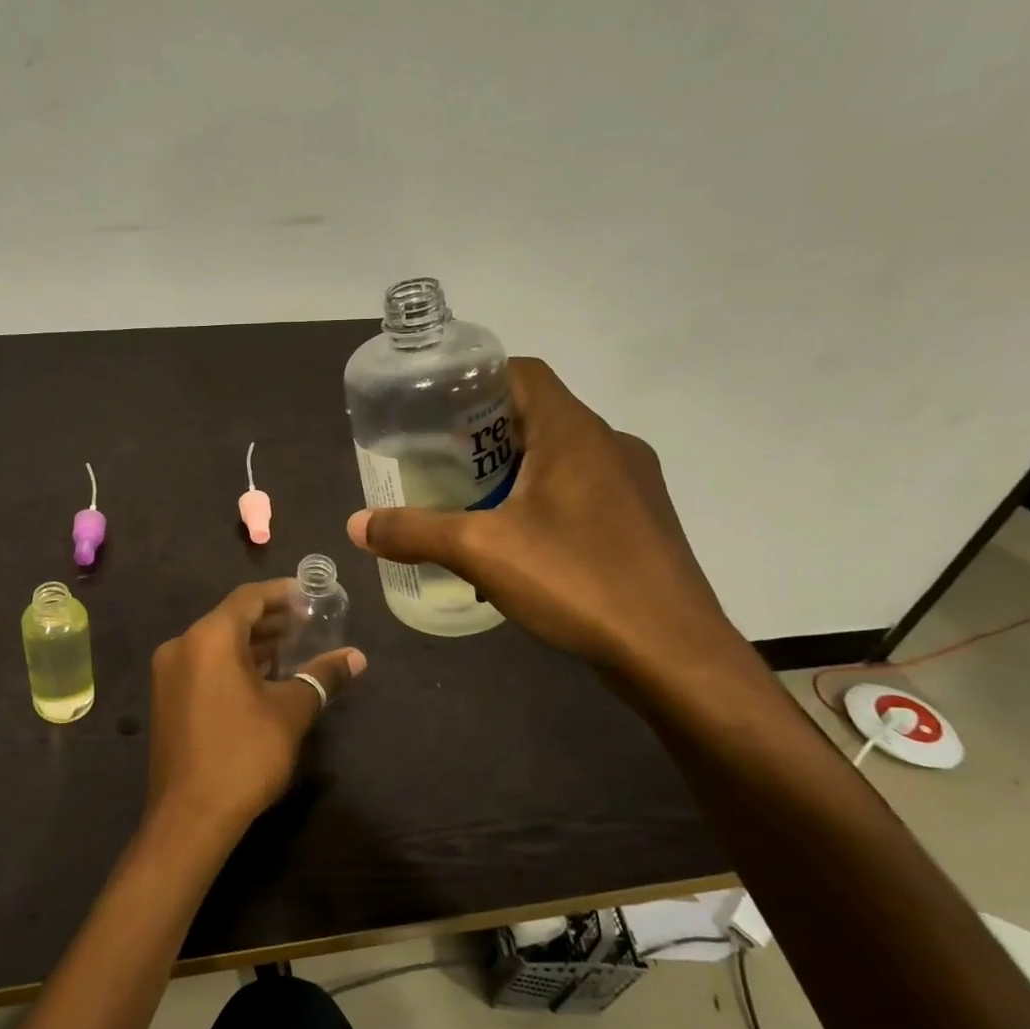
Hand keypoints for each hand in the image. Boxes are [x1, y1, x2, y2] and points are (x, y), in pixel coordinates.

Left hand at [143, 581, 364, 855]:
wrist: (189, 817)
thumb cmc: (244, 755)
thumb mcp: (290, 712)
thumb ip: (322, 676)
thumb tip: (356, 657)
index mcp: (209, 637)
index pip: (248, 598)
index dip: (281, 594)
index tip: (309, 595)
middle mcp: (182, 645)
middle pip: (231, 618)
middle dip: (270, 619)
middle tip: (308, 623)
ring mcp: (169, 672)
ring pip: (216, 643)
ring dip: (252, 643)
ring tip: (292, 648)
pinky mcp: (167, 697)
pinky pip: (204, 664)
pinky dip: (232, 662)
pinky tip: (262, 676)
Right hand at [348, 358, 744, 683]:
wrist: (674, 656)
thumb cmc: (577, 581)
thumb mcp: (480, 552)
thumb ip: (414, 532)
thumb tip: (355, 524)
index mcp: (574, 433)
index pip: (522, 373)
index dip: (475, 379)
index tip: (434, 407)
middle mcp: (610, 445)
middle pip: (537, 415)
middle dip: (484, 432)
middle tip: (437, 460)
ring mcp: (634, 485)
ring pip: (561, 456)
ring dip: (514, 470)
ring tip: (469, 502)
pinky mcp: (642, 523)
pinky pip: (582, 492)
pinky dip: (543, 501)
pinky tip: (518, 544)